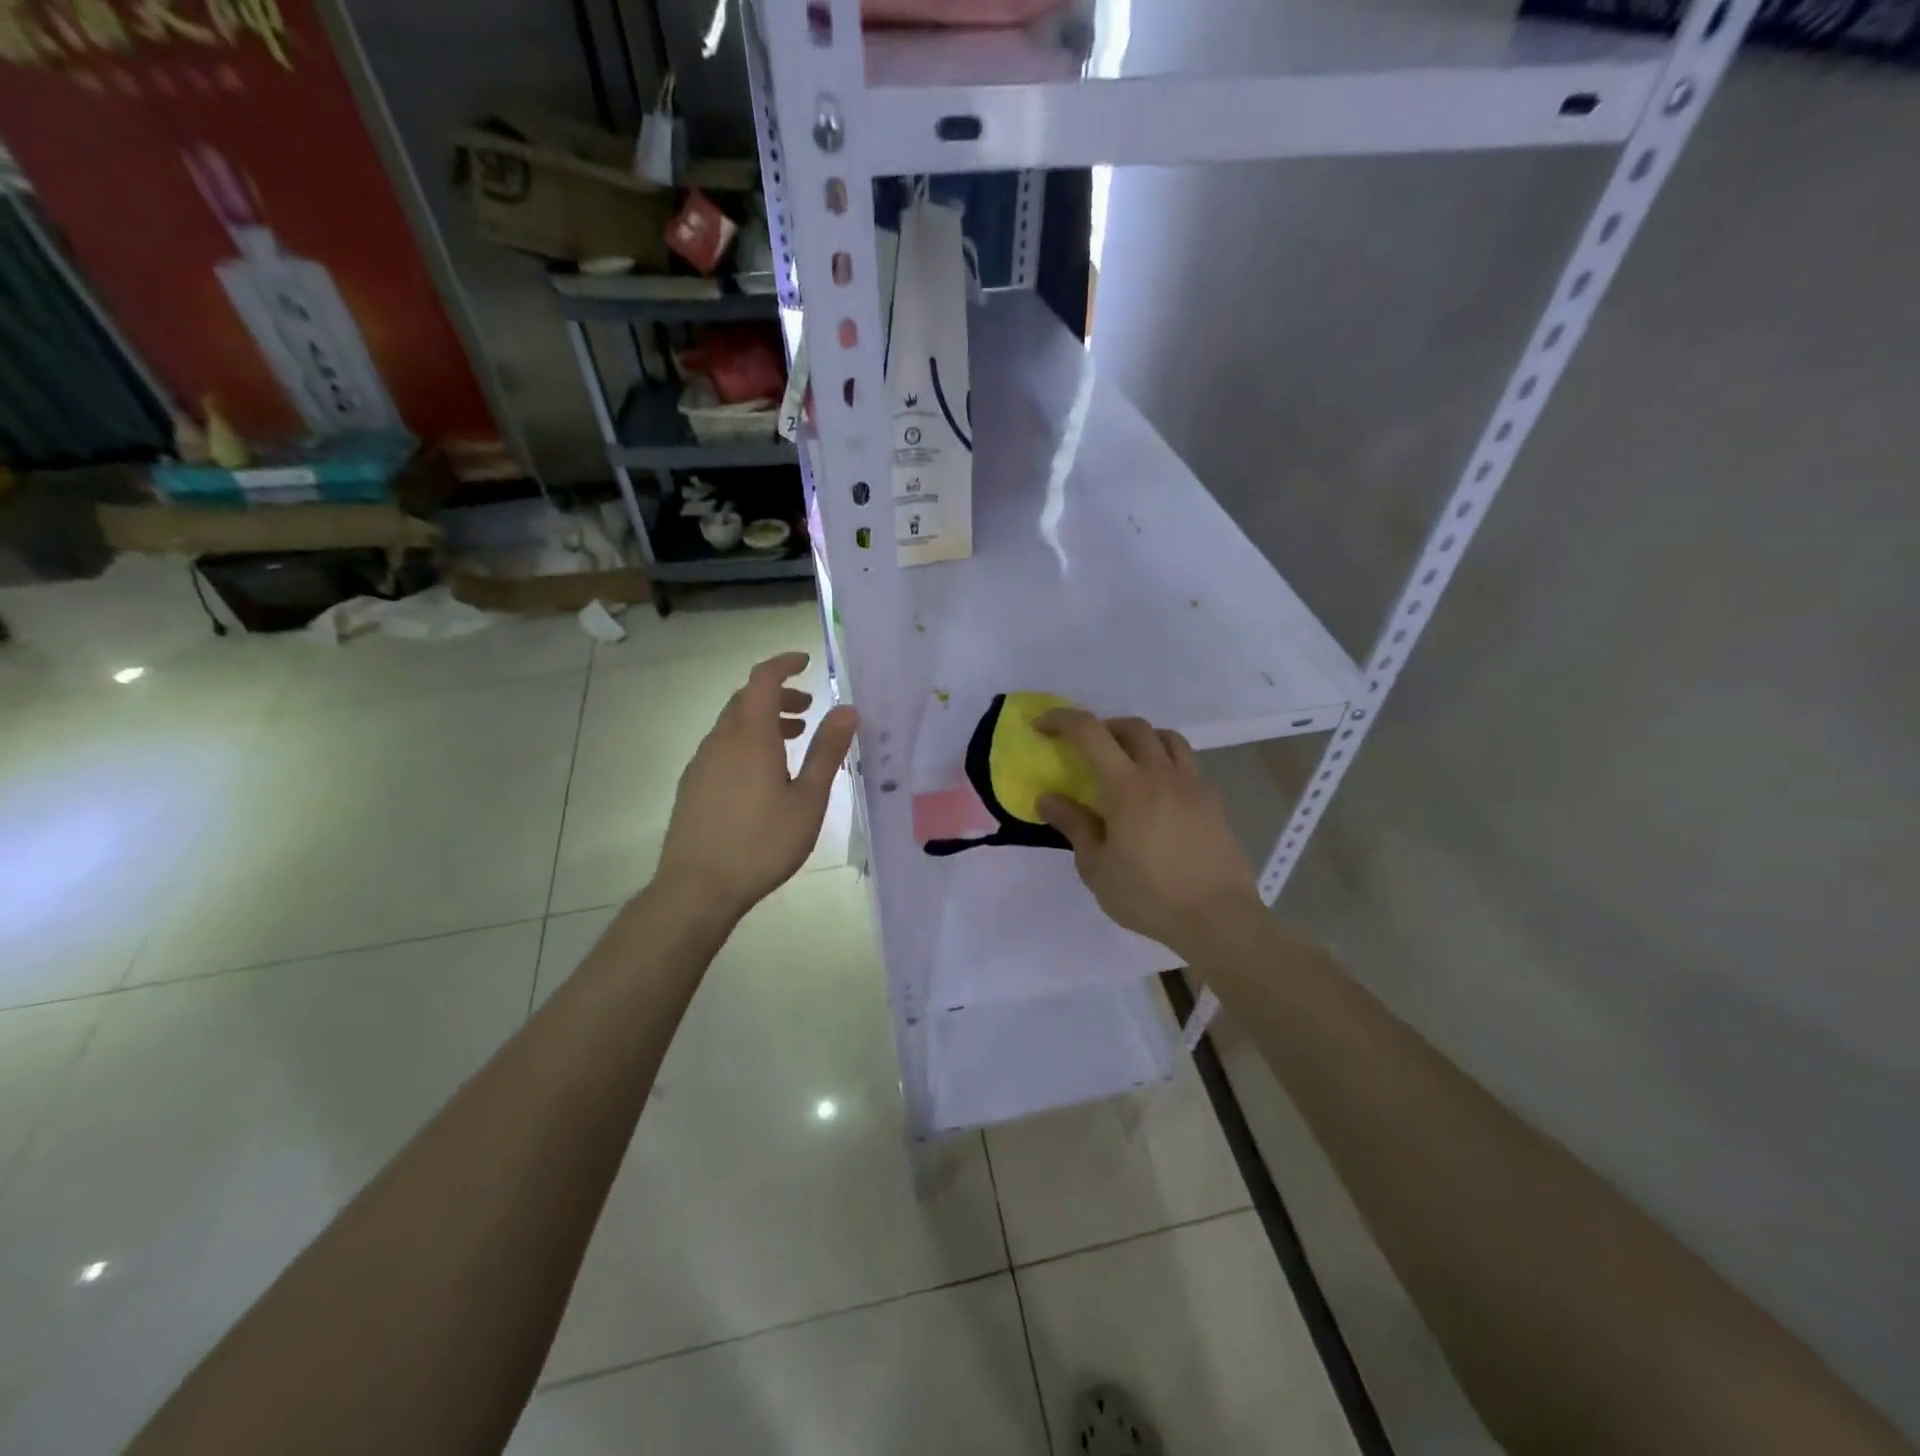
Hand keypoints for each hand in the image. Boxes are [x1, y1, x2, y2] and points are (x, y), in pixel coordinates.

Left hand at [655, 652, 857, 921]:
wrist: (697, 887)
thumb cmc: (763, 842)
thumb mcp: (808, 798)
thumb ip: (828, 750)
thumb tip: (847, 709)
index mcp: (750, 736)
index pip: (763, 679)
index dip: (784, 664)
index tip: (805, 662)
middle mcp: (721, 740)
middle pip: (747, 700)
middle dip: (778, 696)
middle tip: (808, 711)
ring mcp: (701, 763)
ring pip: (732, 724)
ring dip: (762, 721)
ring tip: (791, 741)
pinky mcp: (692, 785)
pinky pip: (722, 747)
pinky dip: (746, 742)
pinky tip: (762, 775)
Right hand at [1035, 710, 1262, 959]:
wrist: (1218, 918)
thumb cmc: (1149, 896)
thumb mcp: (1097, 867)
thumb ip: (1073, 825)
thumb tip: (1047, 798)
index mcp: (1128, 786)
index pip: (1090, 732)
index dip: (1062, 720)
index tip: (1042, 726)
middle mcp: (1162, 773)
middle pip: (1133, 727)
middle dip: (1104, 728)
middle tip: (1087, 750)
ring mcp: (1193, 784)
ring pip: (1167, 738)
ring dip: (1141, 738)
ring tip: (1127, 763)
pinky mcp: (1213, 801)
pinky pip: (1187, 763)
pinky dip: (1166, 761)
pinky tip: (1158, 793)